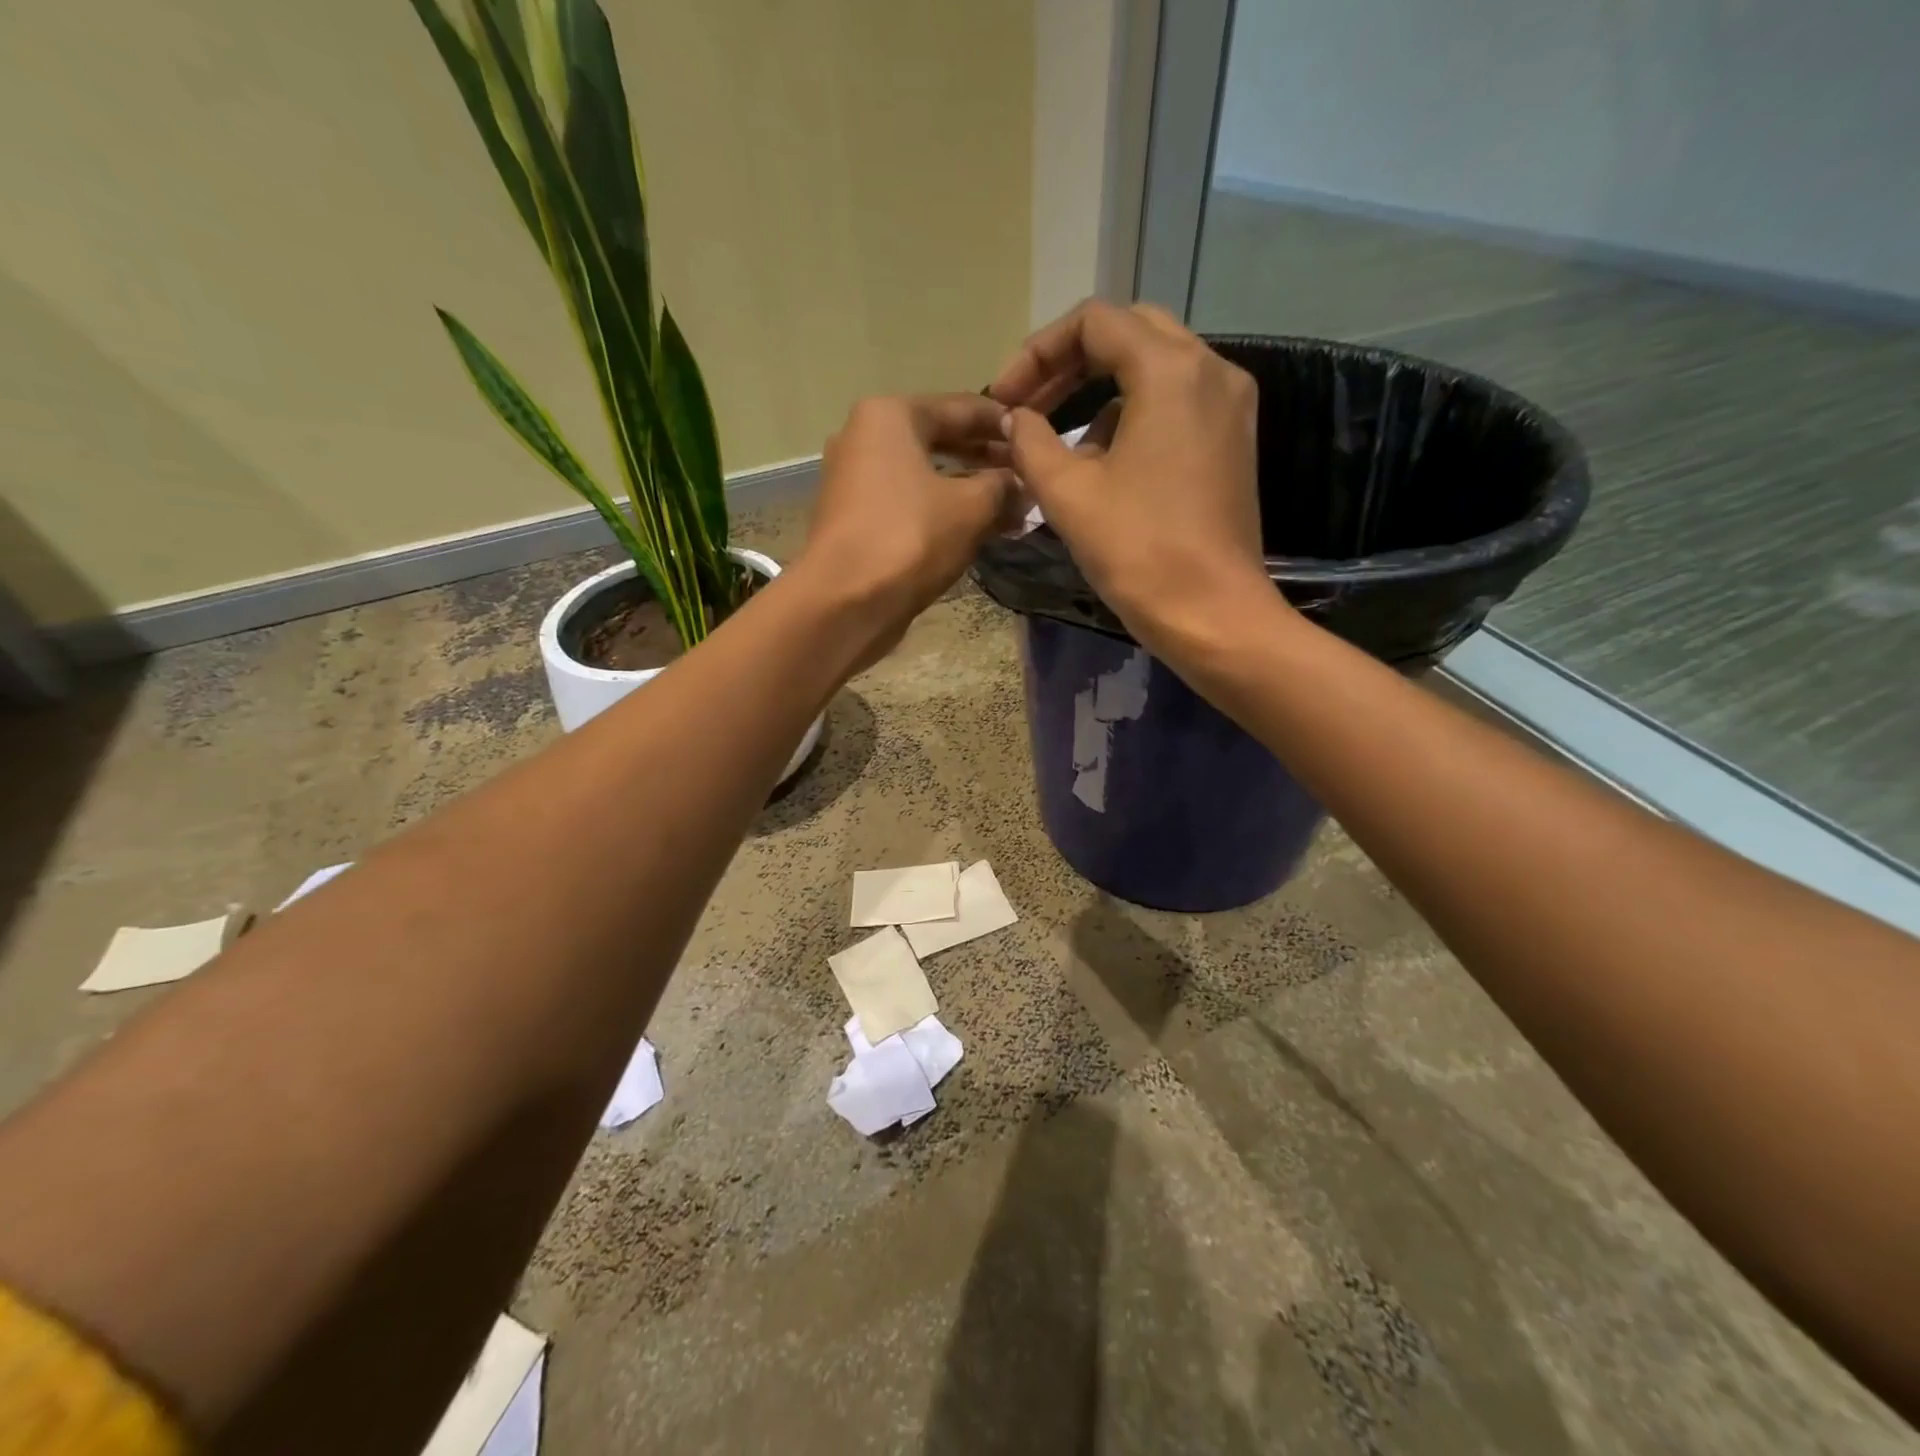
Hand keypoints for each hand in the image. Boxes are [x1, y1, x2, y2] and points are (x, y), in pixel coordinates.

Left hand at [795, 393, 1017, 664]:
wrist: (844, 603)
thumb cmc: (909, 539)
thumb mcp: (971, 508)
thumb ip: (1003, 486)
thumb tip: (1023, 486)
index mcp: (890, 416)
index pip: (962, 407)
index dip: (1005, 423)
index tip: (1037, 436)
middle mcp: (864, 438)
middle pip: (940, 439)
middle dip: (986, 459)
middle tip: (1027, 475)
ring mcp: (854, 480)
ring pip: (924, 475)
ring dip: (967, 489)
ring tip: (1010, 507)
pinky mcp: (854, 519)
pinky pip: (908, 503)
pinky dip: (941, 511)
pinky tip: (974, 529)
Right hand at [988, 300, 1279, 655]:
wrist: (1212, 613)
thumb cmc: (1137, 551)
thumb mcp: (1068, 494)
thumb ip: (1031, 443)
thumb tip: (1015, 419)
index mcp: (1170, 370)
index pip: (1094, 322)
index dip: (1038, 352)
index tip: (1007, 399)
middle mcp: (1210, 369)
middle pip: (1130, 332)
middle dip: (1070, 362)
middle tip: (1030, 404)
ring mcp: (1230, 404)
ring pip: (1155, 365)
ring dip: (1099, 388)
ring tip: (1059, 440)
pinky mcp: (1233, 439)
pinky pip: (1177, 401)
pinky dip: (1133, 413)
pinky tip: (1105, 461)